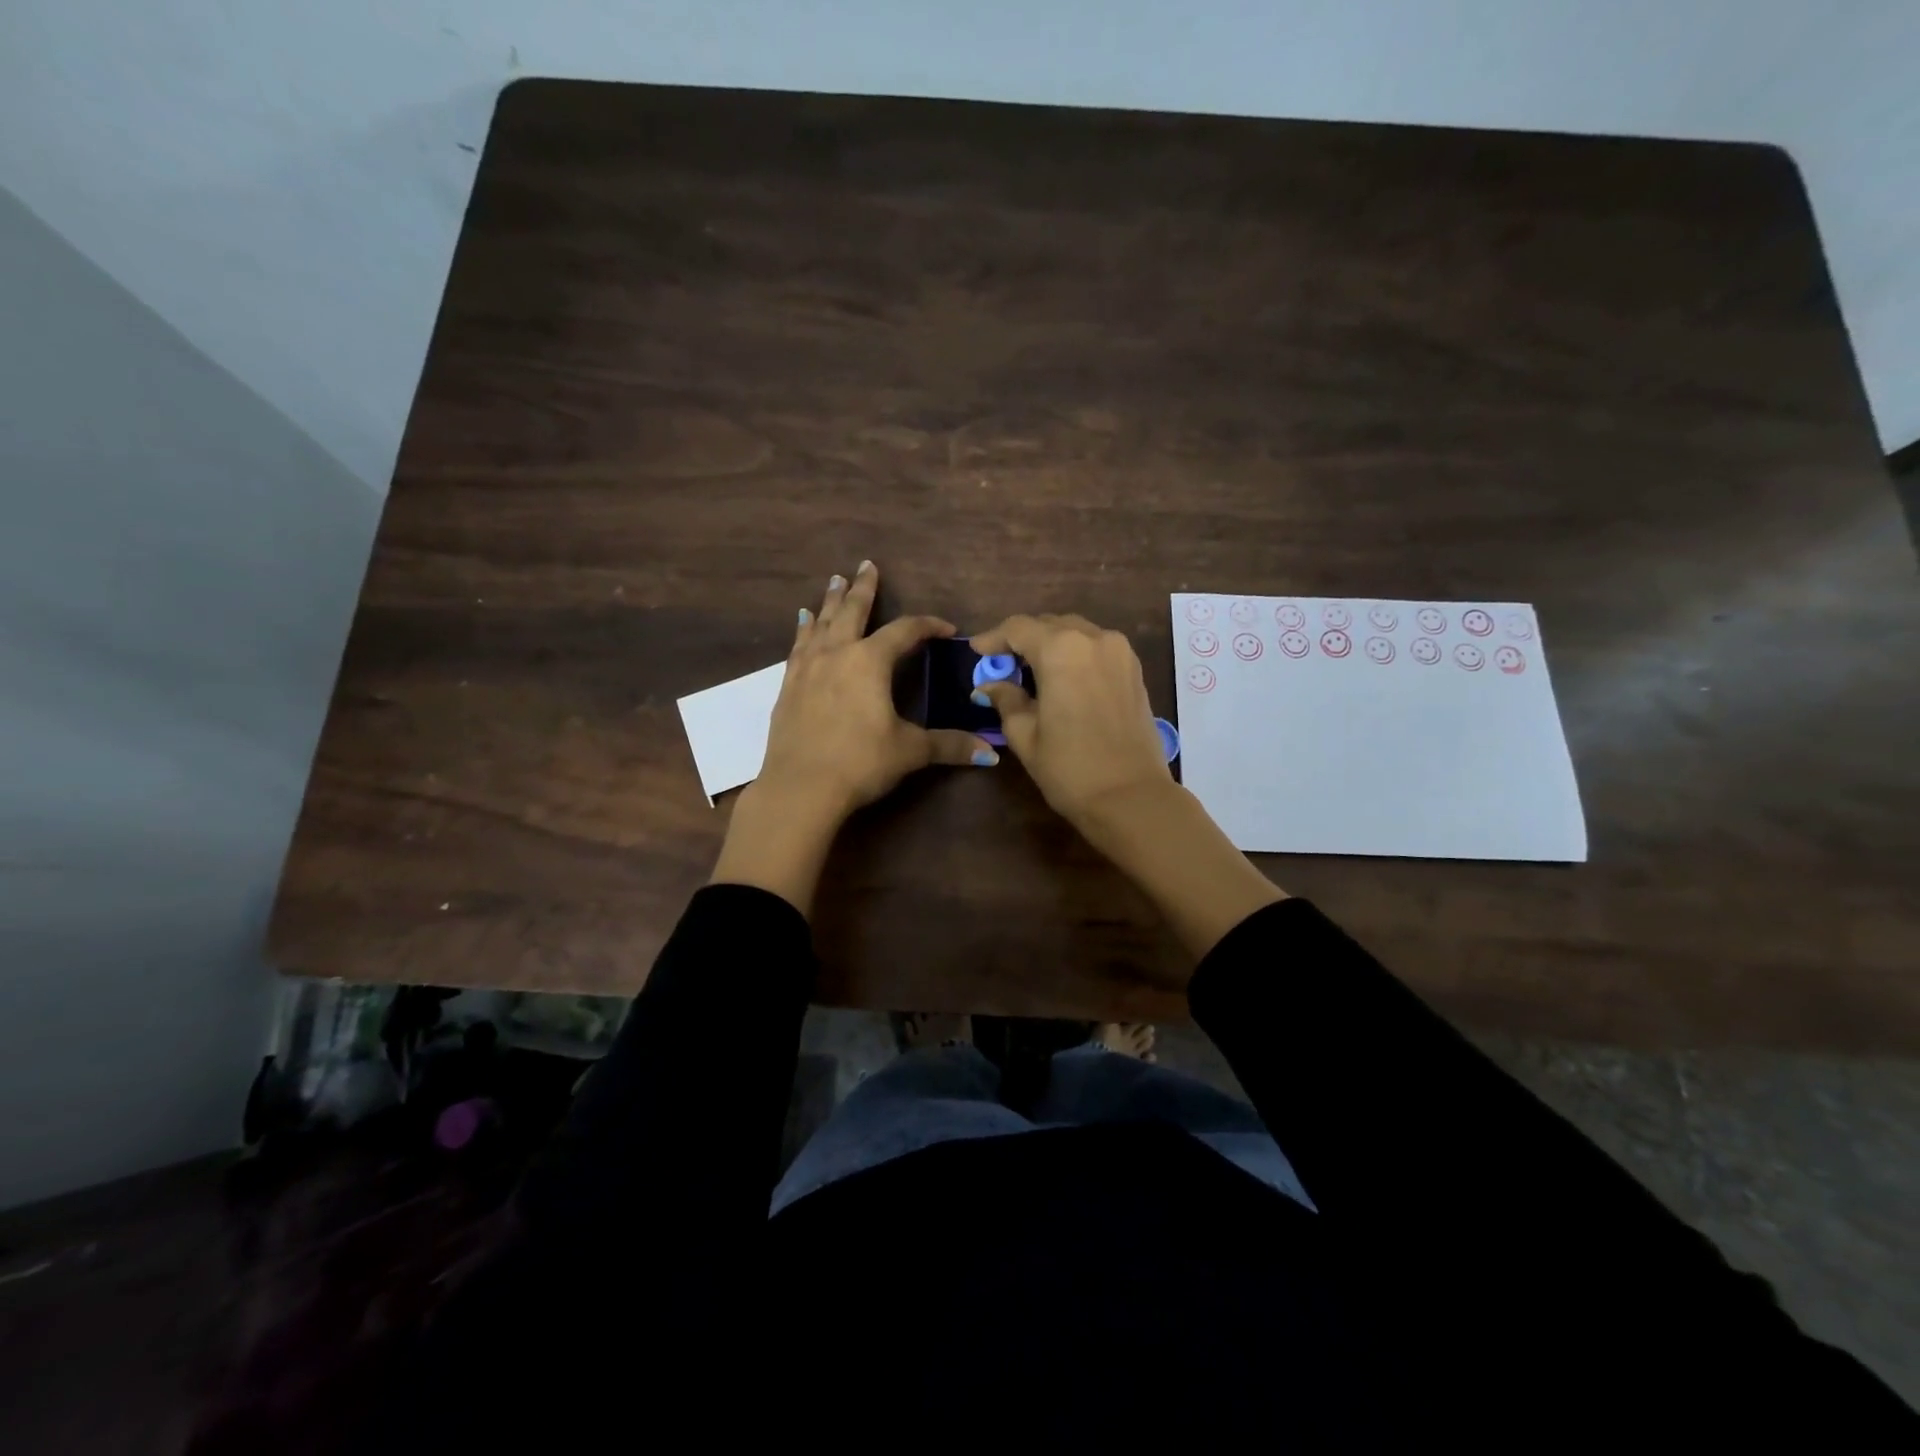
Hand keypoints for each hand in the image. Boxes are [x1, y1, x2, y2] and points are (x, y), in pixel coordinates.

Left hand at [713, 562, 998, 916]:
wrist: (800, 788)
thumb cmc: (860, 763)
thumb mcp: (910, 751)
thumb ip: (949, 746)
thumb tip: (991, 753)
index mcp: (870, 661)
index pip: (905, 631)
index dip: (928, 626)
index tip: (945, 628)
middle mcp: (837, 654)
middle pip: (853, 611)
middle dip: (863, 588)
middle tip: (867, 565)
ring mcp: (807, 668)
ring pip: (821, 624)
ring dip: (830, 602)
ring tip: (834, 582)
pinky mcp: (788, 687)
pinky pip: (798, 647)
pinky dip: (803, 630)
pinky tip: (802, 623)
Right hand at [968, 613, 1171, 831]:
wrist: (1131, 797)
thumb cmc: (1070, 768)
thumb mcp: (1025, 734)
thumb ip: (1006, 700)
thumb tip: (989, 686)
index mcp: (1061, 649)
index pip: (1019, 628)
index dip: (993, 638)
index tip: (976, 652)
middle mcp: (1094, 639)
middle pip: (1050, 625)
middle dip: (1023, 640)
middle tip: (1003, 664)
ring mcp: (1120, 652)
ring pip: (1077, 633)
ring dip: (1051, 645)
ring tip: (1032, 671)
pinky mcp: (1135, 670)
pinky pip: (1097, 649)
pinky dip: (1076, 655)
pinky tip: (1063, 679)